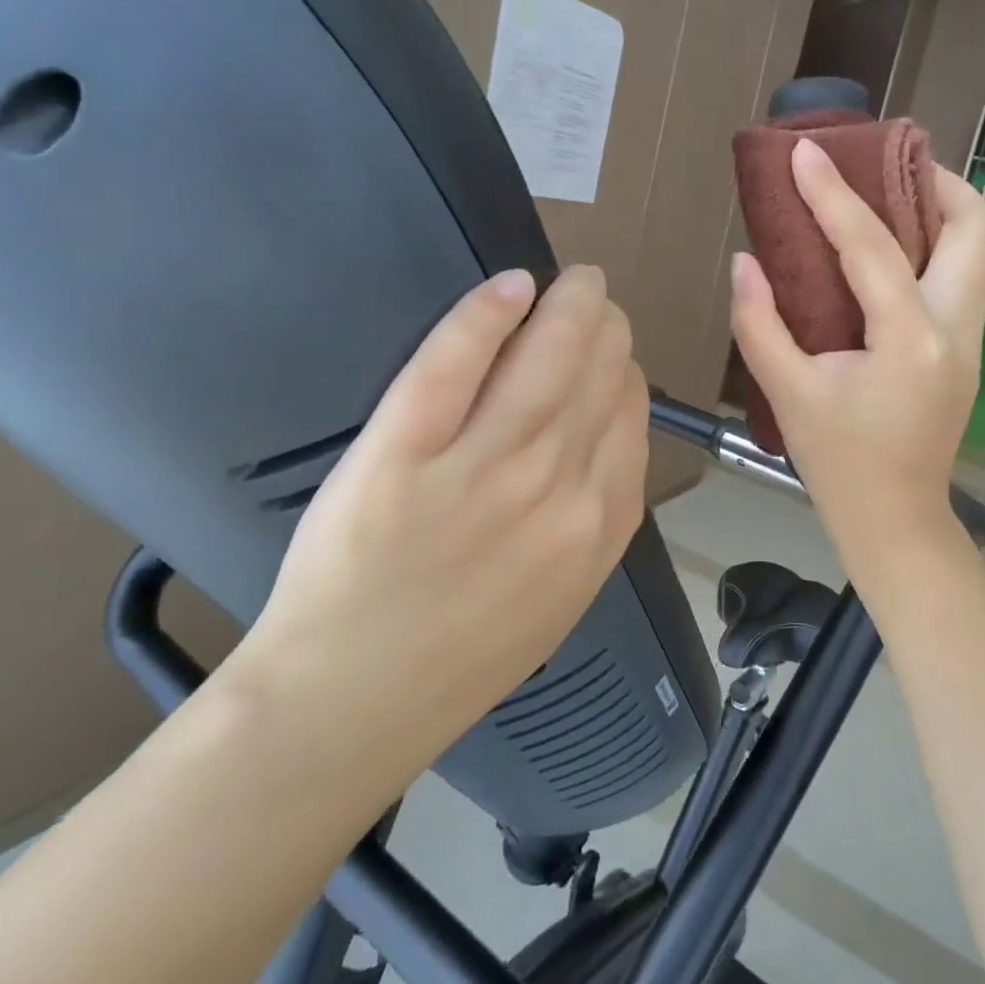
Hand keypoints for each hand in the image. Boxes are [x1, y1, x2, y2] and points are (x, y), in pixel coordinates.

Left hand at [230, 265, 649, 788]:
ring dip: (569, 304)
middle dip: (606, 326)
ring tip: (575, 280)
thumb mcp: (564, 596)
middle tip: (594, 298)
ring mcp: (479, 470)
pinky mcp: (401, 456)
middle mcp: (555, 489)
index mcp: (598, 525)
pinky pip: (454, 369)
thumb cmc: (462, 655)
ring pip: (544, 360)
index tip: (612, 354)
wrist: (352, 703)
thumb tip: (606, 437)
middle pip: (599, 377)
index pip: (632, 415)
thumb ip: (596, 518)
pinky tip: (511, 287)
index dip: (625, 371)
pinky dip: (485, 317)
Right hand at [730, 140, 984, 571]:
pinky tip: (889, 253)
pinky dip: (934, 246)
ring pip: (978, 249)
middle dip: (931, 181)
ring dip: (938, 210)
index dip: (833, 194)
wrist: (894, 518)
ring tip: (884, 198)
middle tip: (876, 169)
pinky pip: (963, 276)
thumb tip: (744, 262)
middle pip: (974, 225)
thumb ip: (759, 322)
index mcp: (911, 341)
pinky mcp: (967, 350)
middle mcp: (957, 329)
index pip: (872, 246)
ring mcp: (972, 340)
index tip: (806, 153)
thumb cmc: (837, 461)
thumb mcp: (787, 393)